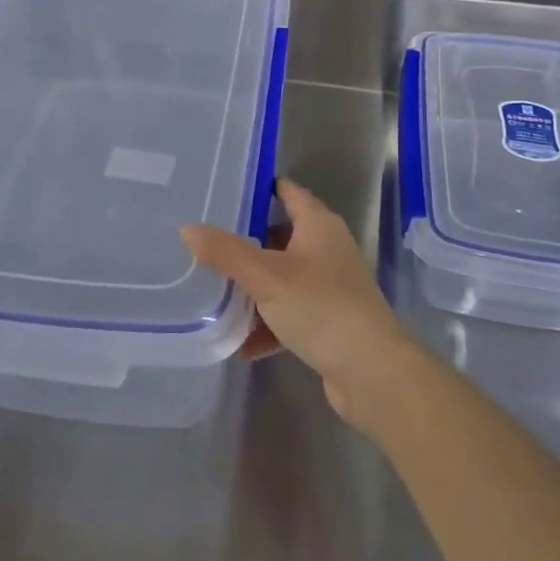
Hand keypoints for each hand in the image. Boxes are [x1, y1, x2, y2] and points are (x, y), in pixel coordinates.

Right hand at [183, 178, 420, 429]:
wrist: (372, 372)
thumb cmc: (321, 307)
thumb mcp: (266, 276)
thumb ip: (226, 252)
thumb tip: (187, 228)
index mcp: (319, 225)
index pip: (287, 192)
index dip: (259, 188)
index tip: (223, 189)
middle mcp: (327, 249)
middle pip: (280, 235)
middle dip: (246, 241)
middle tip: (206, 240)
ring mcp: (330, 287)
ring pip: (283, 278)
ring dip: (254, 288)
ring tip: (215, 292)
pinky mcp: (329, 322)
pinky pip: (290, 314)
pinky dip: (268, 324)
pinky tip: (242, 344)